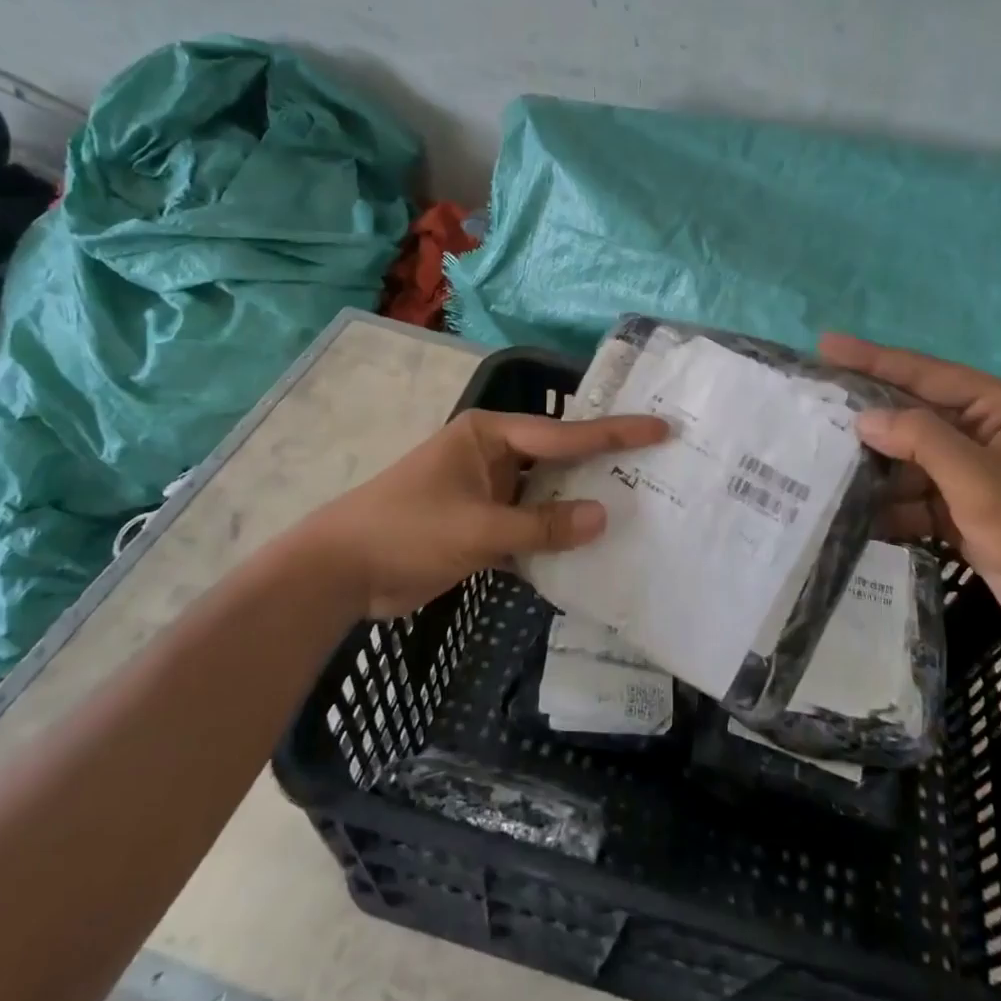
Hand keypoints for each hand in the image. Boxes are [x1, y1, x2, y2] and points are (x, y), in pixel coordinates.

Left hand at [304, 408, 668, 618]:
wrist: (339, 572)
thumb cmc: (406, 531)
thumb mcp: (478, 528)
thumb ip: (542, 526)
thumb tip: (604, 517)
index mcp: (488, 436)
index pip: (563, 434)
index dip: (615, 435)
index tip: (661, 428)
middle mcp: (491, 456)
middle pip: (558, 459)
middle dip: (602, 467)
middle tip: (658, 468)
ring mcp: (487, 492)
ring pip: (546, 496)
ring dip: (579, 506)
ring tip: (636, 509)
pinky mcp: (481, 526)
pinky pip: (529, 526)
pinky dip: (553, 538)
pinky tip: (589, 550)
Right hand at [819, 334, 1000, 628]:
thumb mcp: (978, 478)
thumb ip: (921, 440)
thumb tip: (864, 418)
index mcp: (992, 407)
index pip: (922, 372)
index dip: (872, 358)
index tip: (824, 345)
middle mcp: (977, 430)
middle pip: (908, 414)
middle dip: (864, 416)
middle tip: (812, 407)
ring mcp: (966, 470)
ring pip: (905, 458)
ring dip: (872, 467)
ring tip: (821, 467)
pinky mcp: (958, 506)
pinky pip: (911, 494)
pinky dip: (888, 505)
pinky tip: (856, 515)